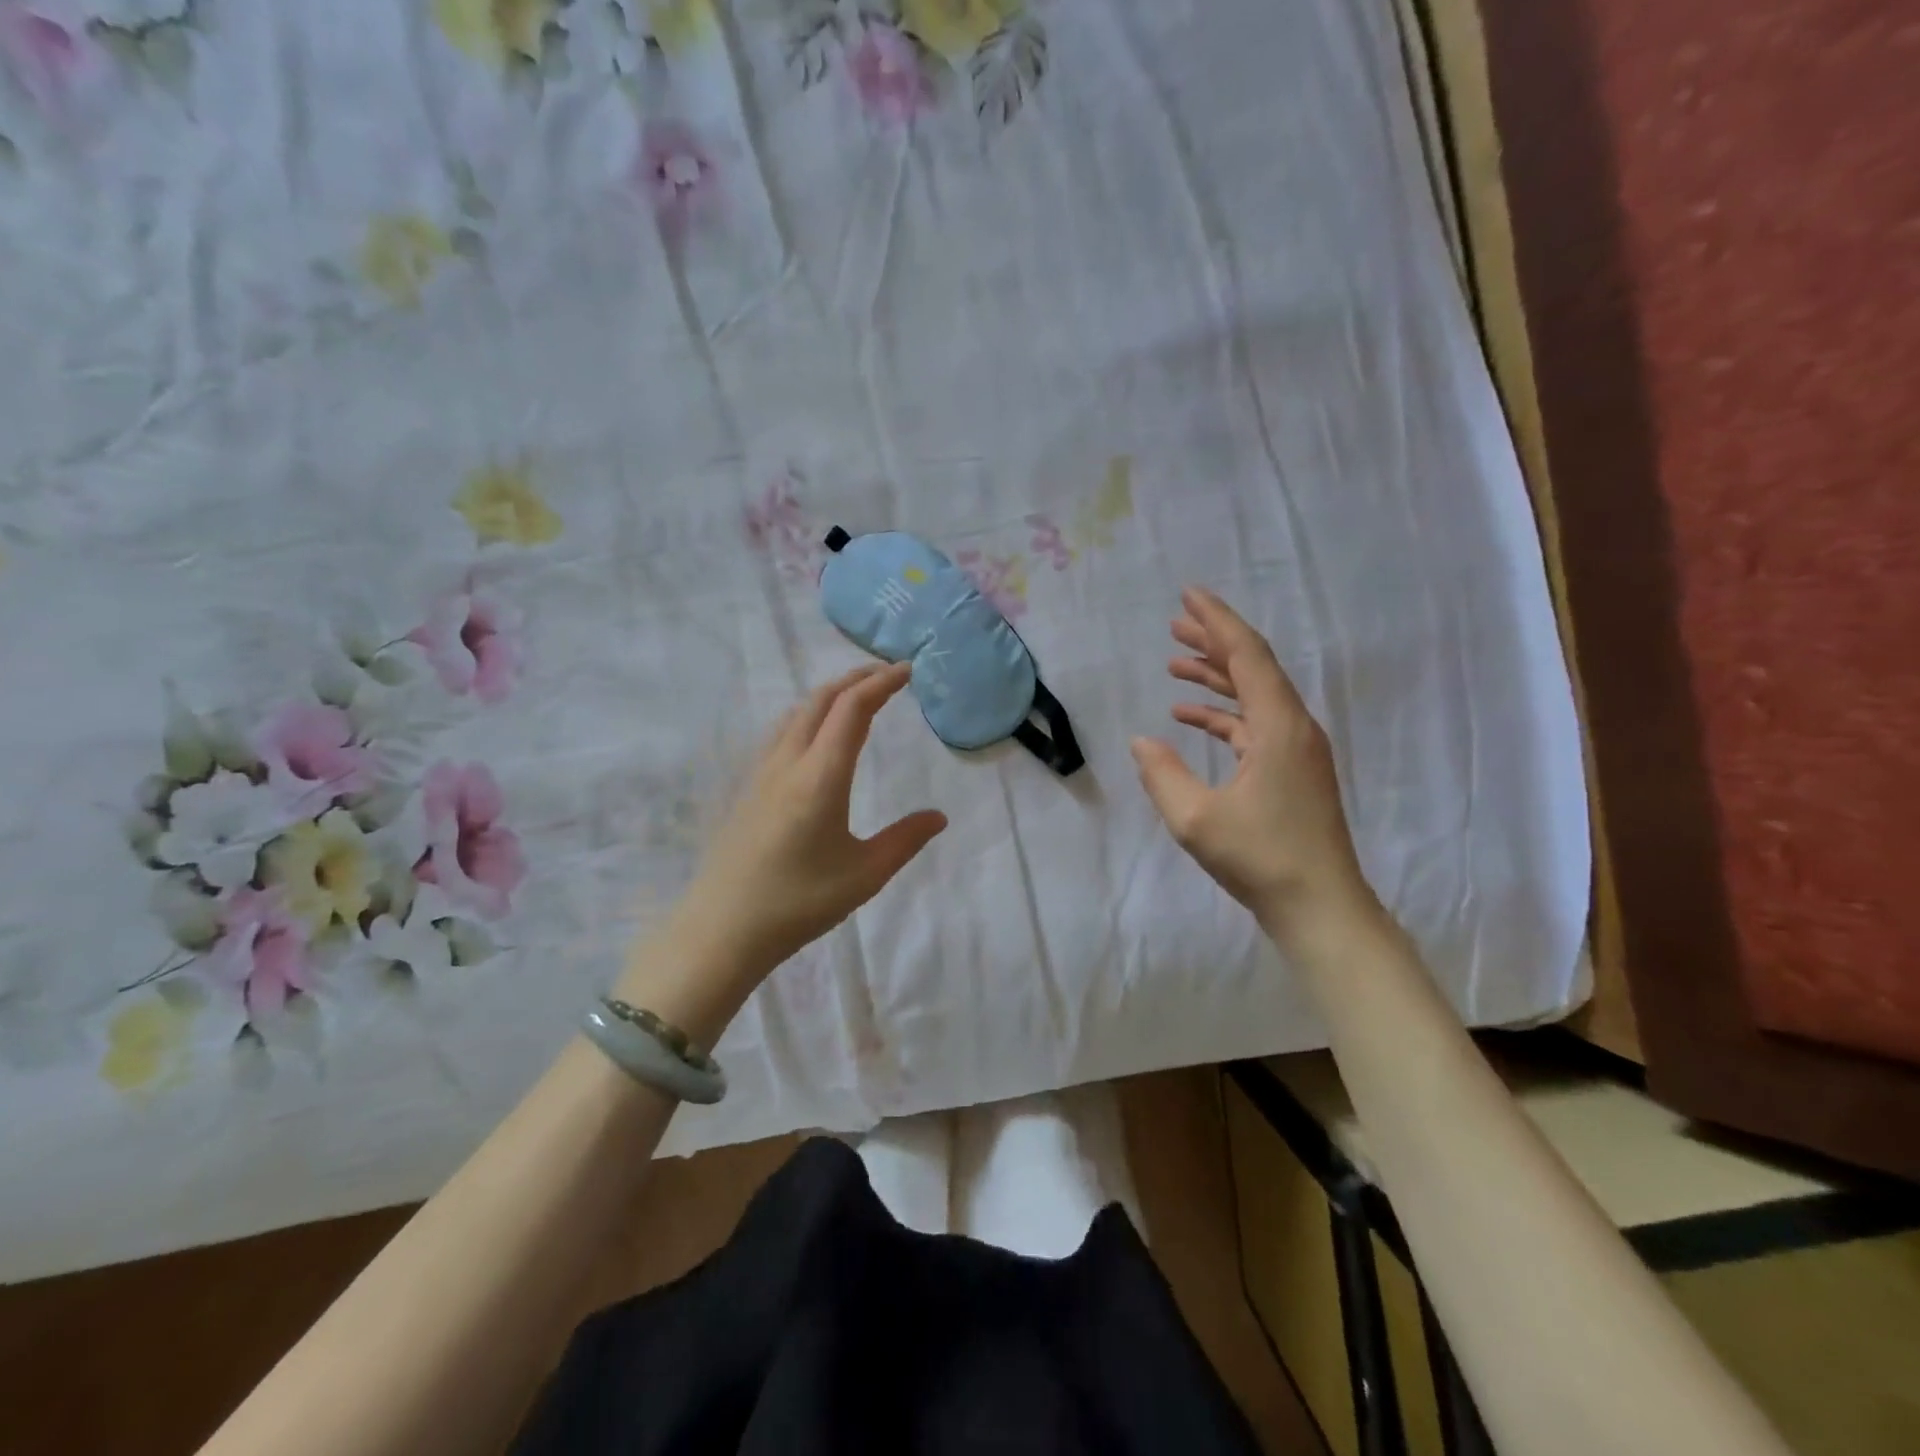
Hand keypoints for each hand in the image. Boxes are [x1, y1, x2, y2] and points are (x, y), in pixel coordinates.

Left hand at [624, 662, 946, 1010]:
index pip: (853, 708)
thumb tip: (939, 817)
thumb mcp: (865, 874)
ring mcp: (762, 772)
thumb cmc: (800, 902)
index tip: (907, 670)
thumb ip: (906, 840)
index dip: (881, 683)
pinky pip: (782, 732)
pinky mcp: (748, 788)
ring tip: (856, 697)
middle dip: (856, 678)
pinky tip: (815, 736)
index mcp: (821, 776)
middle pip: (822, 699)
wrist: (723, 929)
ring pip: (797, 712)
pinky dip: (809, 715)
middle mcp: (789, 762)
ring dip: (830, 695)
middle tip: (888, 675)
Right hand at [1132, 587, 1375, 941]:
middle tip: (1174, 623)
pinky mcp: (1292, 770)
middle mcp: (1293, 726)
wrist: (1320, 906)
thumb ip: (1161, 773)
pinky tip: (1190, 717)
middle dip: (1213, 641)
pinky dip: (1223, 714)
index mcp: (1277, 726)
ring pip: (1253, 695)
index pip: (1246, 655)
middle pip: (1253, 667)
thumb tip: (1141, 740)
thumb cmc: (1260, 858)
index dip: (1216, 621)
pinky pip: (1254, 725)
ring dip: (1215, 677)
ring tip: (1174, 664)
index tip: (1188, 594)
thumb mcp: (1194, 818)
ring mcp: (1296, 749)